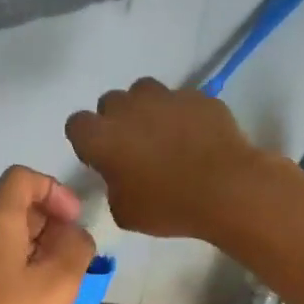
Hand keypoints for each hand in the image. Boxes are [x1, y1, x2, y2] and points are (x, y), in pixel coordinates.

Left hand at [0, 165, 94, 303]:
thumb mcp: (60, 282)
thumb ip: (76, 247)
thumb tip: (74, 235)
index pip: (22, 178)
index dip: (54, 190)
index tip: (74, 221)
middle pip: (13, 204)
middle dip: (49, 220)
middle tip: (71, 255)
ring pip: (4, 232)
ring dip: (36, 244)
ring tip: (58, 278)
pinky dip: (18, 262)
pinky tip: (33, 296)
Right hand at [65, 78, 273, 239]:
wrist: (226, 189)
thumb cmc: (167, 206)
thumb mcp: (124, 212)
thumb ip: (113, 186)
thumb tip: (121, 176)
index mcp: (101, 137)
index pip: (76, 125)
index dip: (87, 141)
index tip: (102, 158)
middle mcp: (127, 108)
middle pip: (110, 103)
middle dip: (117, 120)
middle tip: (133, 148)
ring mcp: (165, 96)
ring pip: (144, 91)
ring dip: (147, 109)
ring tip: (164, 134)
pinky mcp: (197, 96)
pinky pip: (181, 100)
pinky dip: (182, 114)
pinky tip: (196, 137)